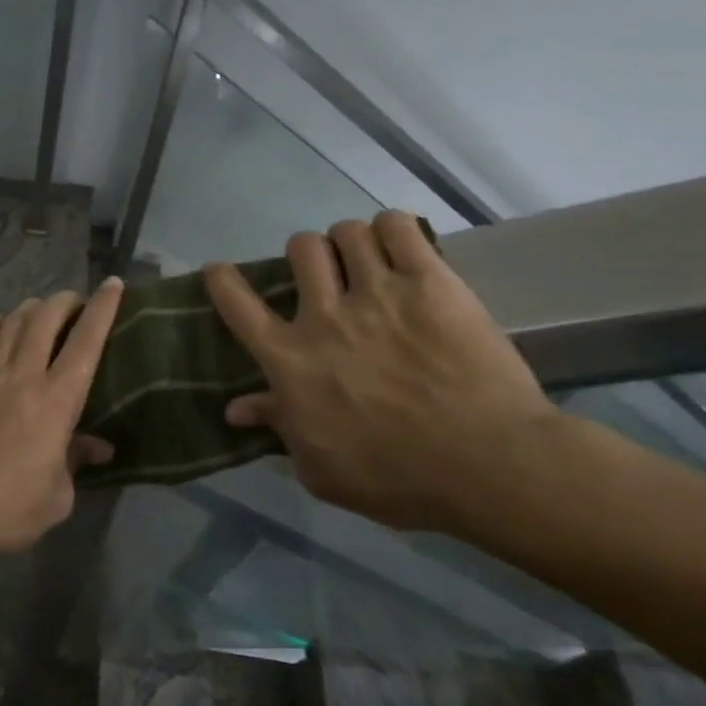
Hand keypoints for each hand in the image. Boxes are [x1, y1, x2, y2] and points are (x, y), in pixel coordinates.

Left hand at [0, 278, 124, 556]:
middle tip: (75, 301)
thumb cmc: (6, 509)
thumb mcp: (57, 498)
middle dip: (64, 301)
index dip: (102, 309)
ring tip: (40, 307)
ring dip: (29, 309)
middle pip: (44, 321)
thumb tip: (98, 447)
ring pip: (10, 327)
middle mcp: (22, 378)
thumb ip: (76, 463)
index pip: (86, 343)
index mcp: (56, 402)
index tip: (112, 285)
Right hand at [204, 211, 558, 533]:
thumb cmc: (396, 478)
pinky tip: (400, 245)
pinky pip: (398, 227)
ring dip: (351, 241)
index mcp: (290, 360)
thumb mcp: (320, 469)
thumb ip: (278, 427)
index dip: (223, 281)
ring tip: (367, 258)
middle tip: (326, 273)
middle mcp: (324, 316)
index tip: (219, 271)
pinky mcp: (431, 282)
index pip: (238, 306)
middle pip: (300, 249)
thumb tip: (236, 408)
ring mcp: (378, 293)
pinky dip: (392, 228)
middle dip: (306, 254)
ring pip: (347, 232)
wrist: (487, 465)